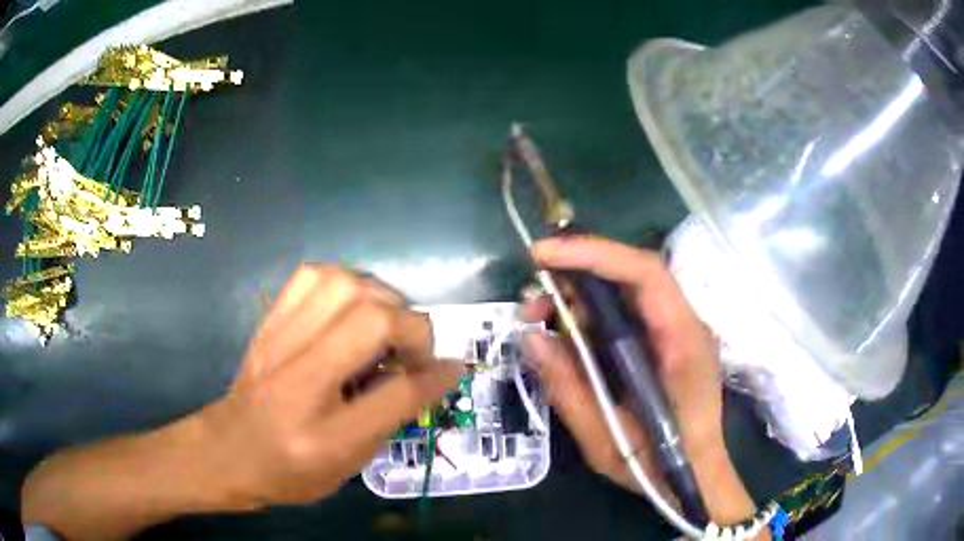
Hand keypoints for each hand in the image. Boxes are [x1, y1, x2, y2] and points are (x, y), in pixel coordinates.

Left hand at [20, 266, 459, 539]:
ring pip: (334, 276)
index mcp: (305, 403)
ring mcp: (269, 325)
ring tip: (382, 330)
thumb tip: (436, 372)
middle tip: (413, 348)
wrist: (209, 453)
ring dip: (373, 296)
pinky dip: (336, 283)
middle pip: (363, 300)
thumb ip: (387, 415)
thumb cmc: (272, 474)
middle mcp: (287, 350)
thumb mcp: (338, 463)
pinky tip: (343, 314)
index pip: (383, 351)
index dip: (424, 355)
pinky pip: (307, 275)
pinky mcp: (262, 315)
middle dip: (404, 319)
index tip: (445, 369)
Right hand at [523, 236, 757, 524]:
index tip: (543, 256)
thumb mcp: (607, 440)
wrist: (698, 476)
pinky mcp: (667, 339)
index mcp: (684, 344)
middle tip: (532, 301)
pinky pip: (628, 311)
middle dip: (577, 273)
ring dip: (581, 294)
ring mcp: (678, 329)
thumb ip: (570, 389)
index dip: (594, 254)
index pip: (646, 274)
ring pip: (627, 290)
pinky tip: (567, 332)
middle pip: (634, 273)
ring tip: (540, 318)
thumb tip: (530, 337)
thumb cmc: (661, 466)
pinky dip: (592, 312)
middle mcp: (686, 324)